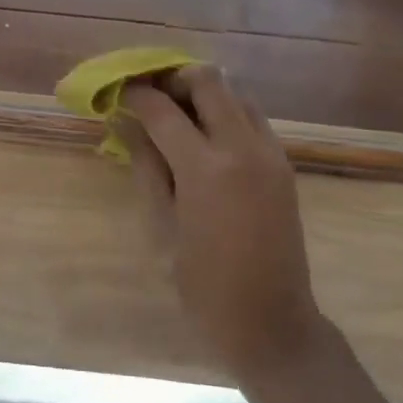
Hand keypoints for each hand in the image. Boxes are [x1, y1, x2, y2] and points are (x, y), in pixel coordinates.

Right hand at [117, 66, 322, 381]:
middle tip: (151, 96)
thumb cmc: (204, 285)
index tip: (119, 92)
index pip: (163, 110)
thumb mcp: (163, 226)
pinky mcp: (284, 163)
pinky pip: (253, 117)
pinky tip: (207, 138)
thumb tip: (126, 123)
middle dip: (173, 79)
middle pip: (208, 81)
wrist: (272, 322)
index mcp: (206, 169)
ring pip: (236, 93)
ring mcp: (270, 152)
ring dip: (204, 93)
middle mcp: (243, 148)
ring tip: (177, 115)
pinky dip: (227, 113)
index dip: (136, 95)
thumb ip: (147, 166)